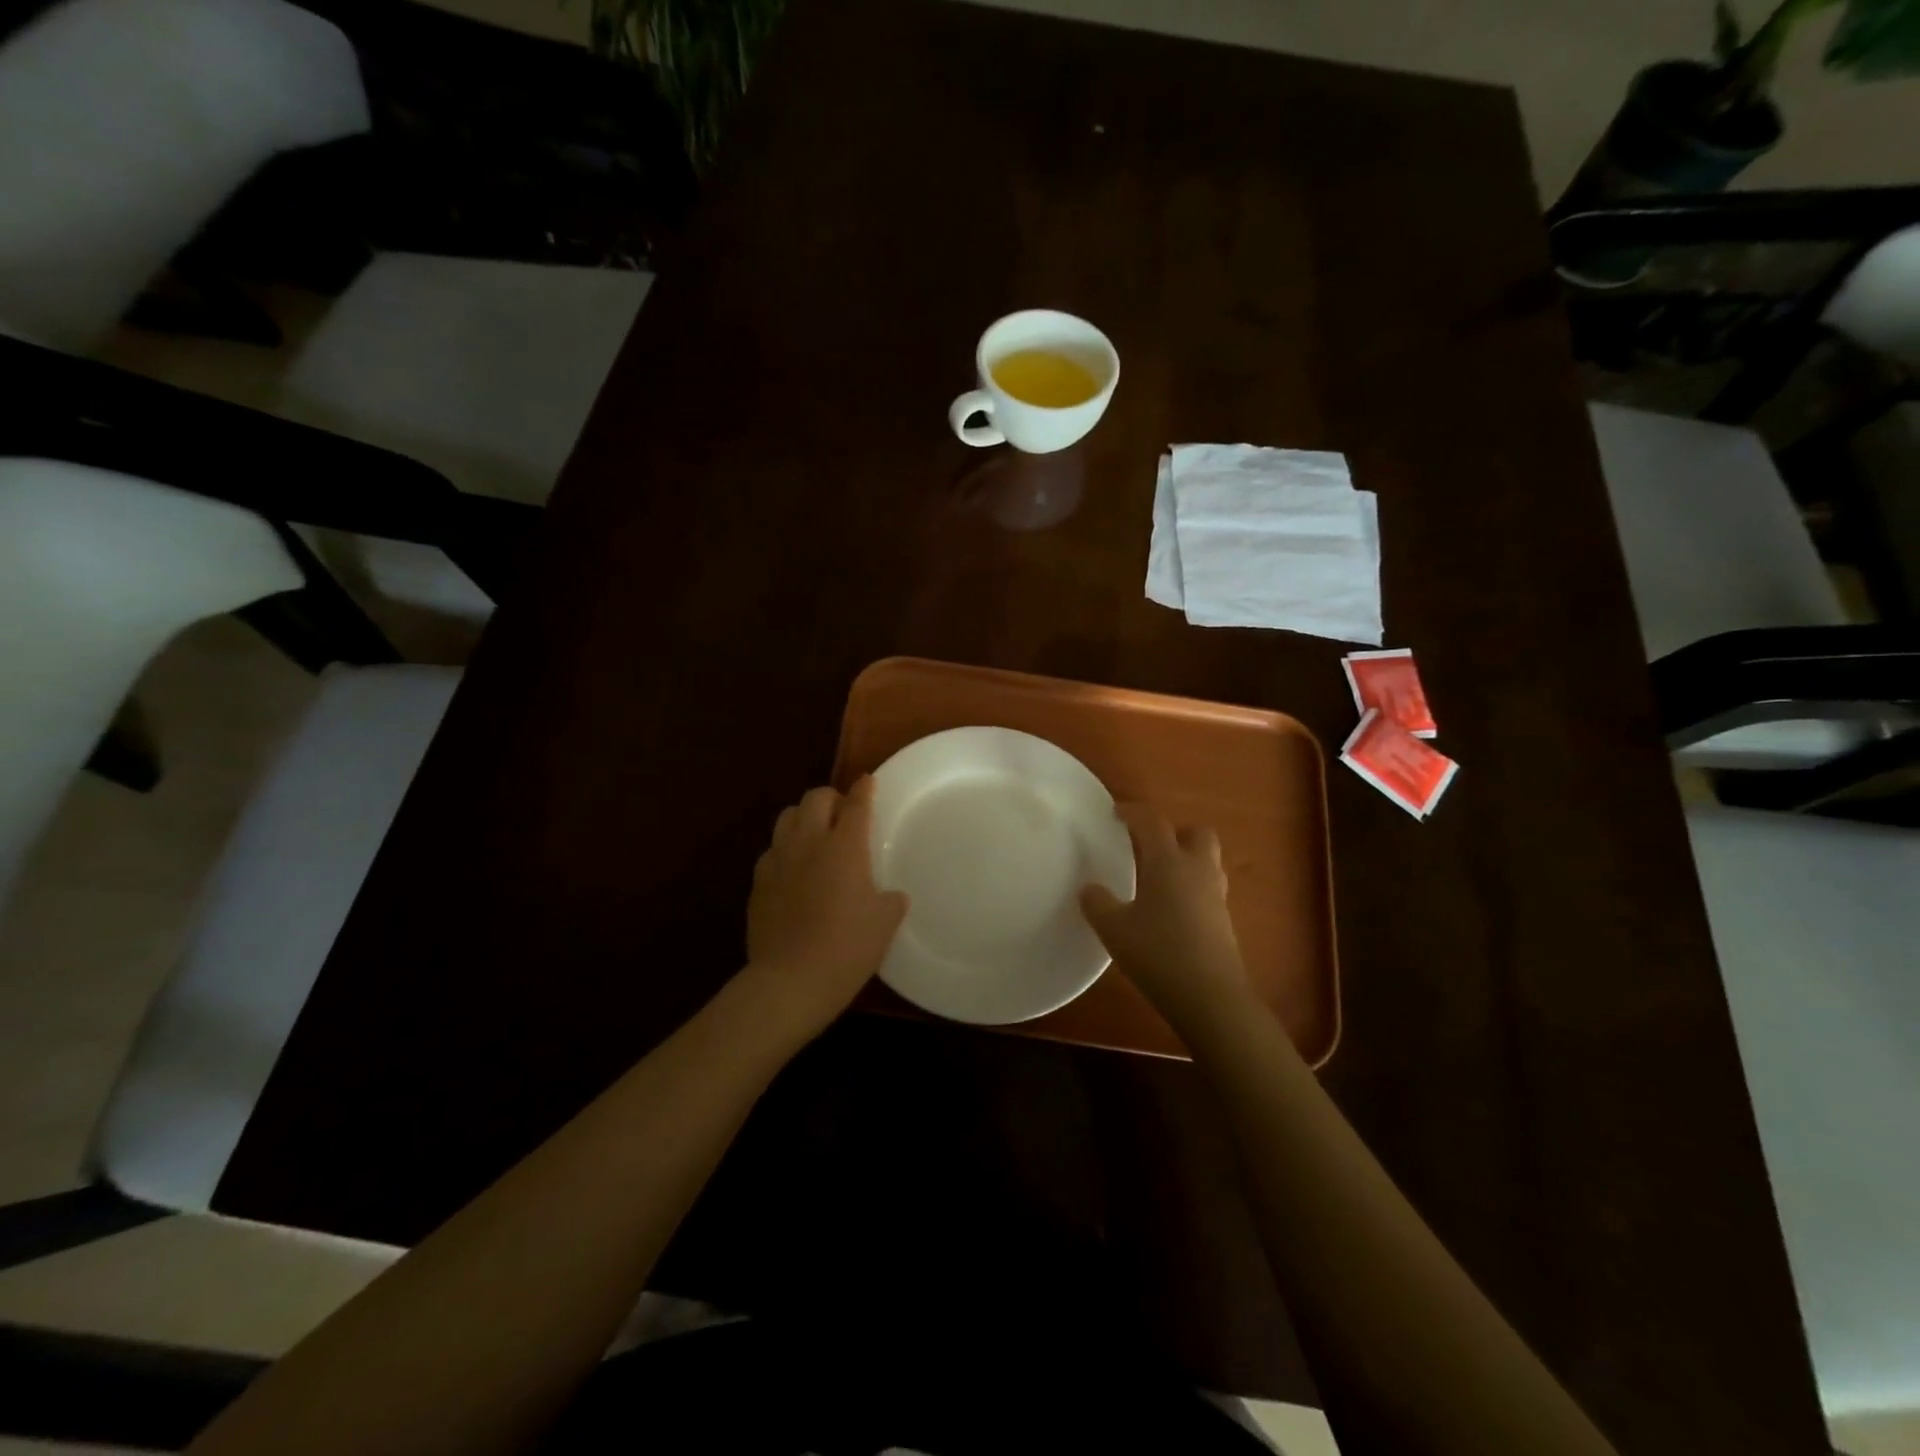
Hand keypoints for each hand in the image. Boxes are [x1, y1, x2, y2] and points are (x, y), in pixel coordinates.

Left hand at [743, 778, 907, 1037]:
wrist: (790, 982)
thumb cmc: (847, 949)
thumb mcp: (884, 925)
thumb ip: (890, 901)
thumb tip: (891, 895)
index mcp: (845, 847)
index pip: (856, 804)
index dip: (864, 789)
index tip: (868, 782)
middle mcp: (808, 843)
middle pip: (815, 798)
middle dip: (831, 798)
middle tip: (842, 813)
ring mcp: (778, 860)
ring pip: (786, 817)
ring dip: (803, 818)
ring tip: (815, 835)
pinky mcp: (758, 882)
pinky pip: (771, 851)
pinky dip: (785, 850)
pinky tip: (793, 871)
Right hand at [1080, 804, 1250, 1024]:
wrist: (1211, 998)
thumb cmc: (1159, 954)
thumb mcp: (1114, 930)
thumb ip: (1097, 904)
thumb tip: (1089, 889)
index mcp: (1168, 862)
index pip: (1152, 822)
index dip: (1133, 812)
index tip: (1115, 814)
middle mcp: (1197, 870)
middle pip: (1195, 832)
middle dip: (1173, 832)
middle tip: (1146, 846)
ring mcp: (1215, 895)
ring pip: (1206, 860)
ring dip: (1184, 859)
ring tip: (1156, 876)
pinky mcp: (1223, 920)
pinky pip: (1207, 887)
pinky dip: (1189, 887)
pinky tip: (1168, 909)